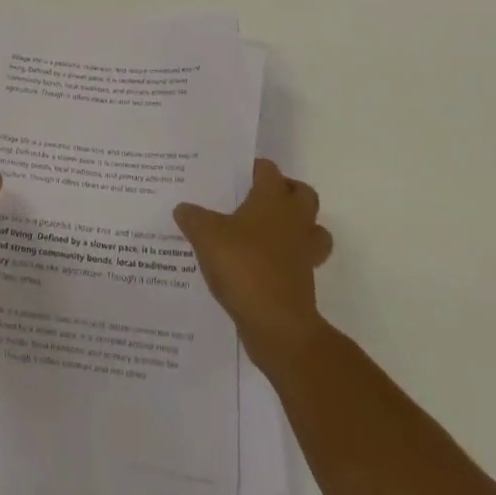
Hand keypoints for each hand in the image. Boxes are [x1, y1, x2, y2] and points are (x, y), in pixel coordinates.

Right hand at [174, 159, 332, 367]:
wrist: (277, 325)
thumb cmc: (243, 266)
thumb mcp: (206, 236)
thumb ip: (193, 218)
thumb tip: (183, 208)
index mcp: (272, 199)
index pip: (269, 170)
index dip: (255, 169)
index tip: (237, 175)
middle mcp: (294, 220)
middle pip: (303, 195)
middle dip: (287, 193)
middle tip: (259, 200)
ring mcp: (304, 253)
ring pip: (313, 230)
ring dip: (298, 228)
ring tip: (267, 234)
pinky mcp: (304, 283)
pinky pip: (302, 263)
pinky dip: (288, 262)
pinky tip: (260, 268)